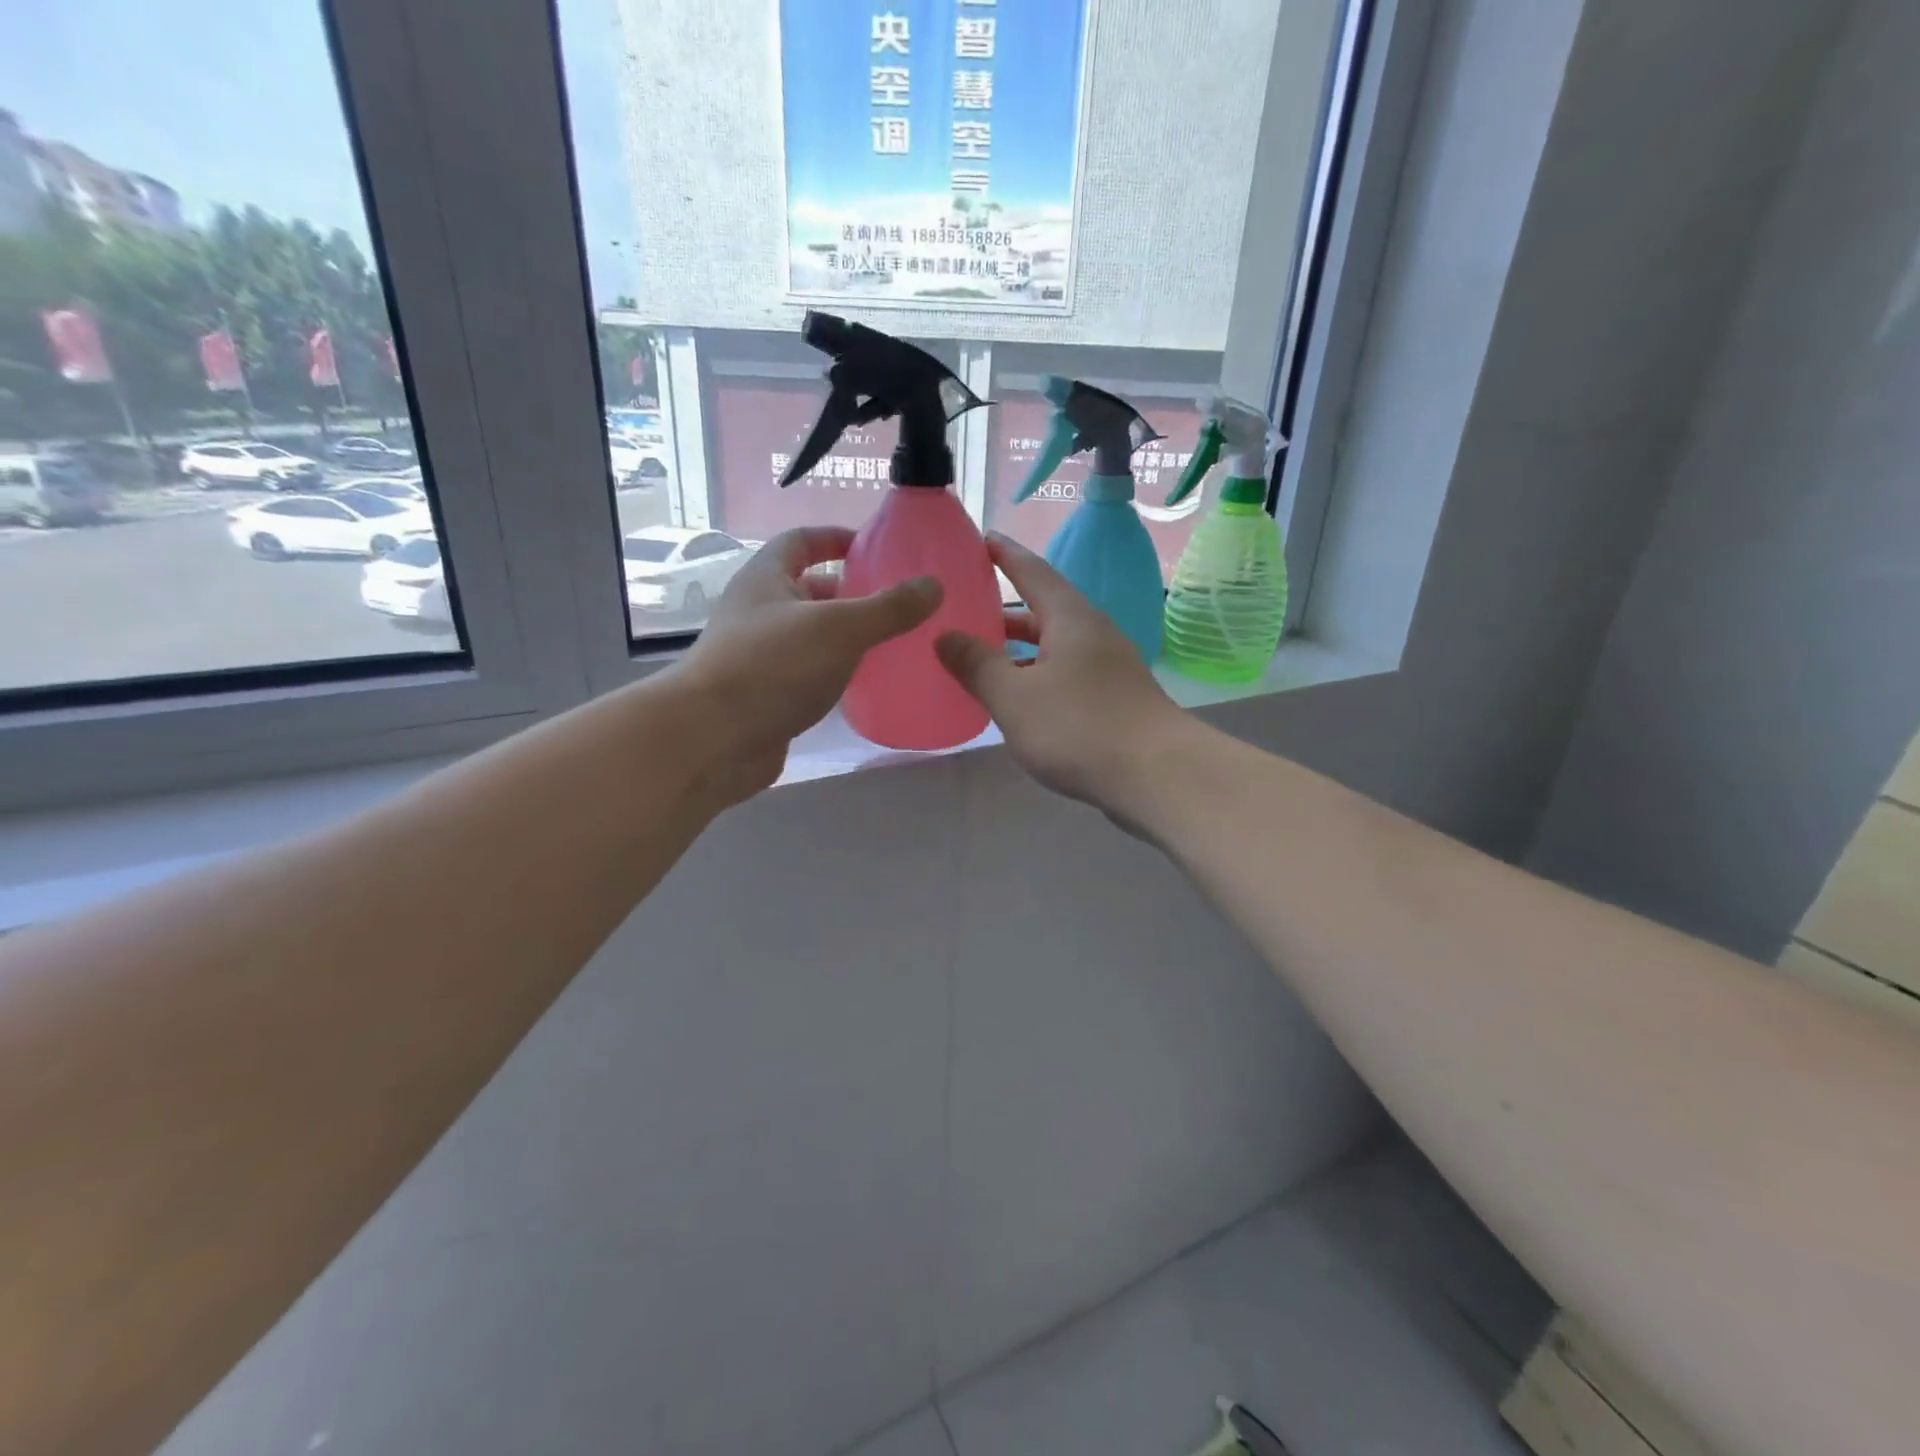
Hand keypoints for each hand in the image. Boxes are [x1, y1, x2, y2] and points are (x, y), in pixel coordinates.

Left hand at [678, 527, 940, 798]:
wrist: (712, 739)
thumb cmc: (773, 667)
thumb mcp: (840, 629)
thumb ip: (888, 608)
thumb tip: (934, 585)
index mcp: (766, 578)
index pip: (802, 541)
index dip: (837, 538)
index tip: (876, 547)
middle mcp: (758, 611)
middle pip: (809, 589)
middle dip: (851, 593)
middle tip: (897, 603)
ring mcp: (759, 655)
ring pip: (810, 635)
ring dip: (845, 636)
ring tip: (893, 642)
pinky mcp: (766, 695)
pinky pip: (808, 672)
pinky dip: (834, 672)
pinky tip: (864, 683)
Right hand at [935, 532, 1191, 819]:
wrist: (1157, 776)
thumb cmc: (1079, 727)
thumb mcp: (1014, 697)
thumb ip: (976, 665)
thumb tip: (944, 636)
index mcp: (1070, 618)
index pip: (1032, 571)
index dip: (1003, 554)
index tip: (979, 539)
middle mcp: (1093, 633)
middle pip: (1043, 610)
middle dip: (1004, 611)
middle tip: (964, 611)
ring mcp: (1108, 667)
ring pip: (1054, 646)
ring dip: (1019, 649)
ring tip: (981, 658)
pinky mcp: (1115, 699)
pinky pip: (1066, 674)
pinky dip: (1037, 676)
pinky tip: (1018, 700)